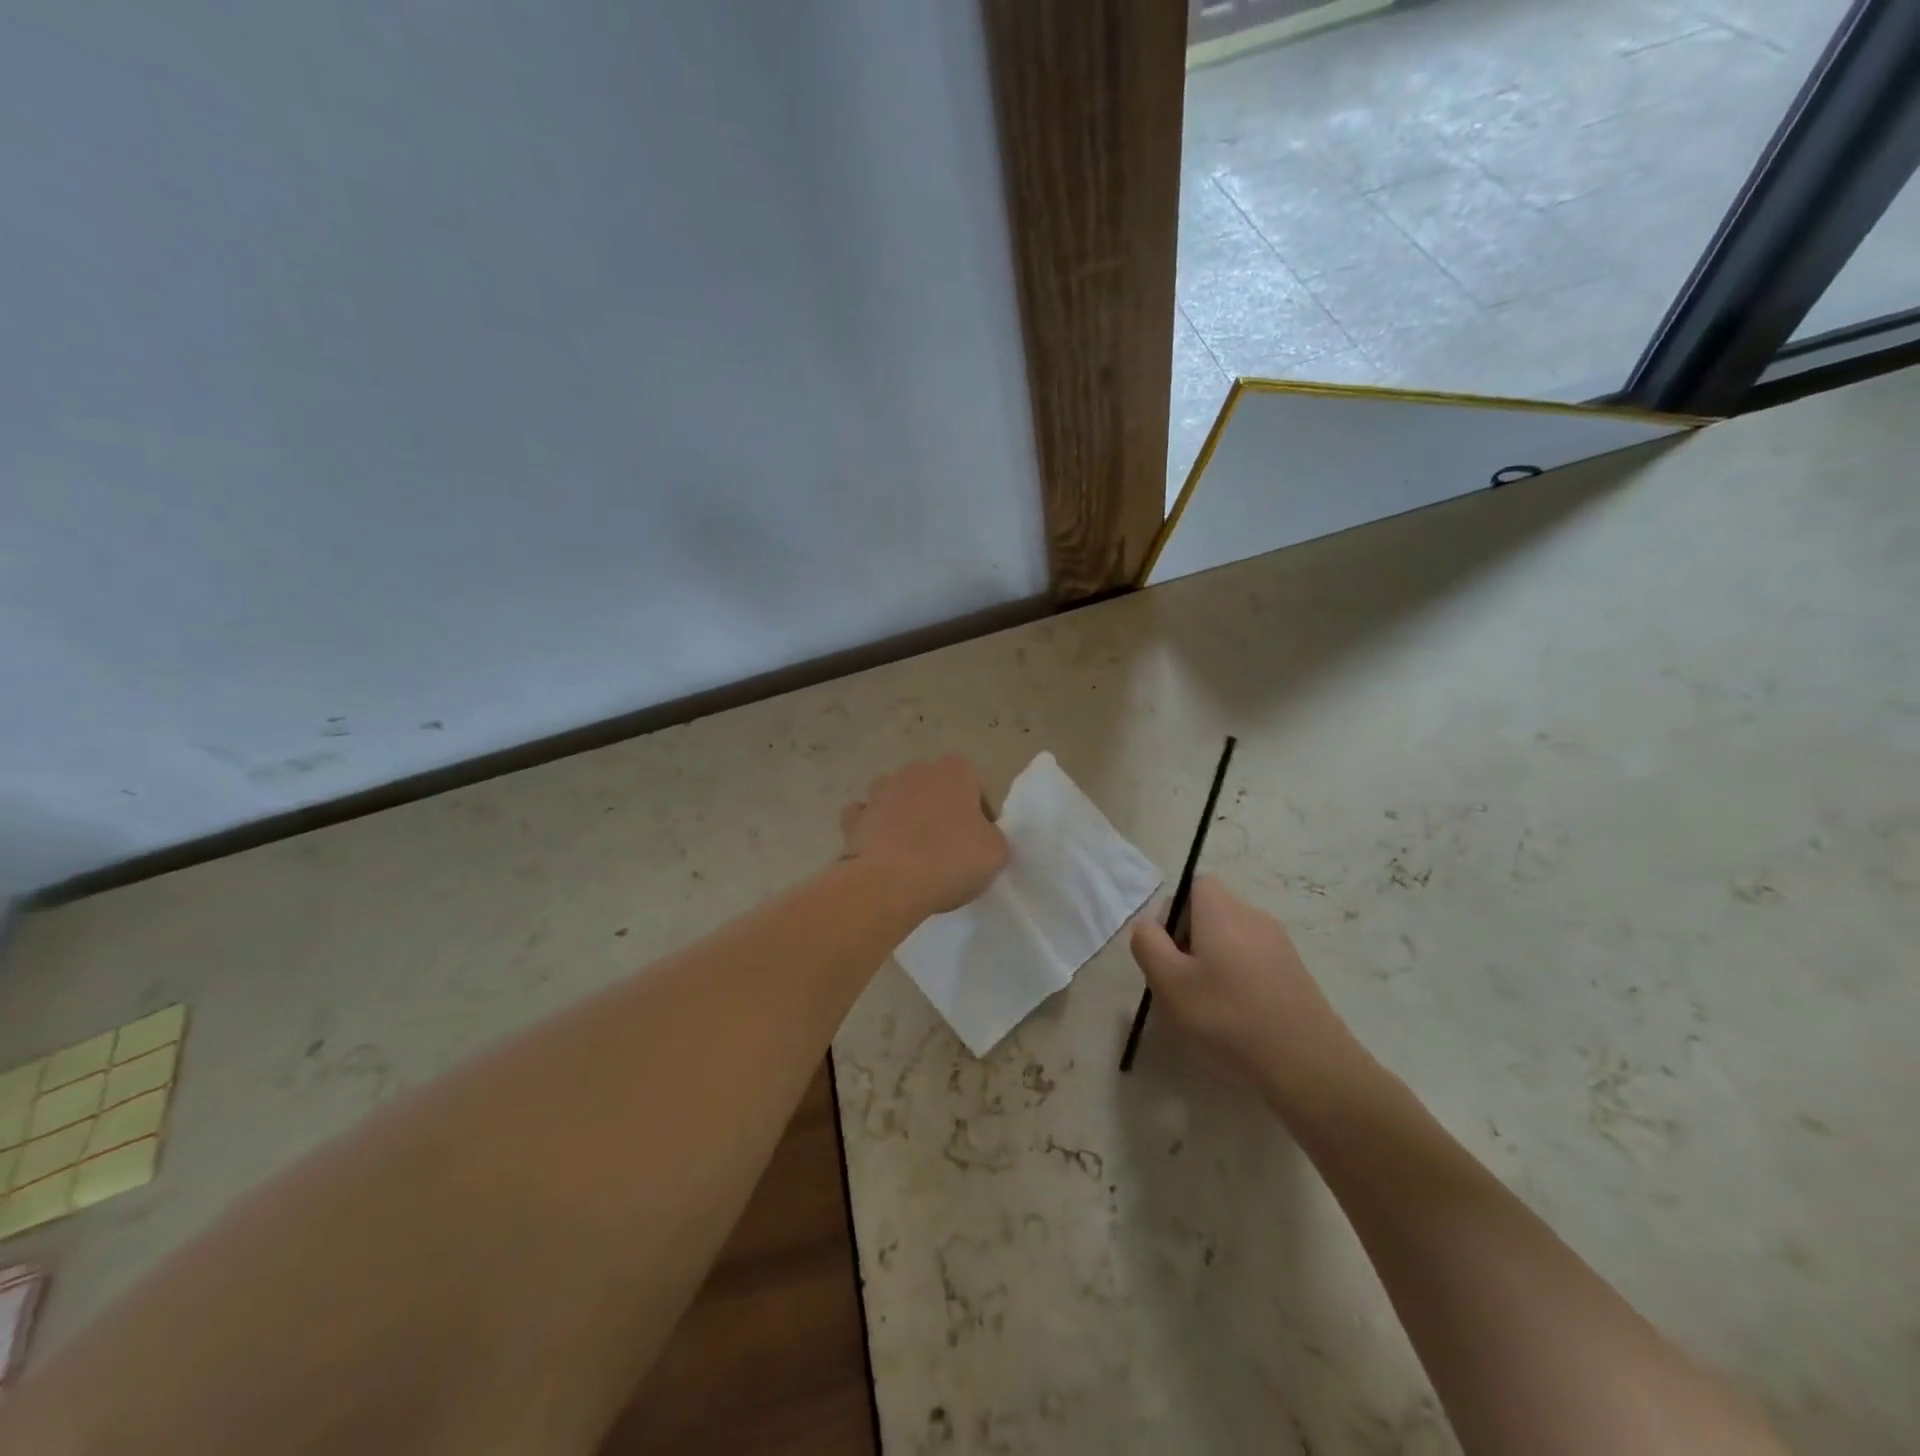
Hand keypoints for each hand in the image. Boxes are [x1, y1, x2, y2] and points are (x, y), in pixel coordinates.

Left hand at [840, 755, 1009, 917]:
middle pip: (933, 788)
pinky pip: (865, 817)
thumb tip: (979, 836)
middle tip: (946, 846)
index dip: (977, 812)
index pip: (972, 784)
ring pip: (896, 796)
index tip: (976, 839)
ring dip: (903, 815)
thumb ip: (992, 835)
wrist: (888, 884)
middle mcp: (915, 771)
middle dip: (938, 809)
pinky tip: (879, 850)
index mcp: (954, 771)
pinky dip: (871, 828)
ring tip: (911, 851)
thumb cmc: (950, 861)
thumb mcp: (996, 853)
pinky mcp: (853, 818)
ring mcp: (879, 792)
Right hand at [1130, 876, 1366, 1107]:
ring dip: (1212, 965)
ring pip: (1231, 941)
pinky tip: (1237, 1021)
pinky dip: (1238, 982)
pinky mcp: (1295, 974)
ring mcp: (1280, 945)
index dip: (1172, 913)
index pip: (1193, 885)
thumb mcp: (1169, 982)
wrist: (1309, 1066)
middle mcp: (1253, 916)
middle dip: (1188, 943)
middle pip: (1210, 913)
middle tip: (1180, 985)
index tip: (1167, 952)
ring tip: (1206, 1008)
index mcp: (1222, 910)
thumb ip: (1148, 944)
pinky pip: (1254, 964)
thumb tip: (1148, 926)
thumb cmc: (1227, 1017)